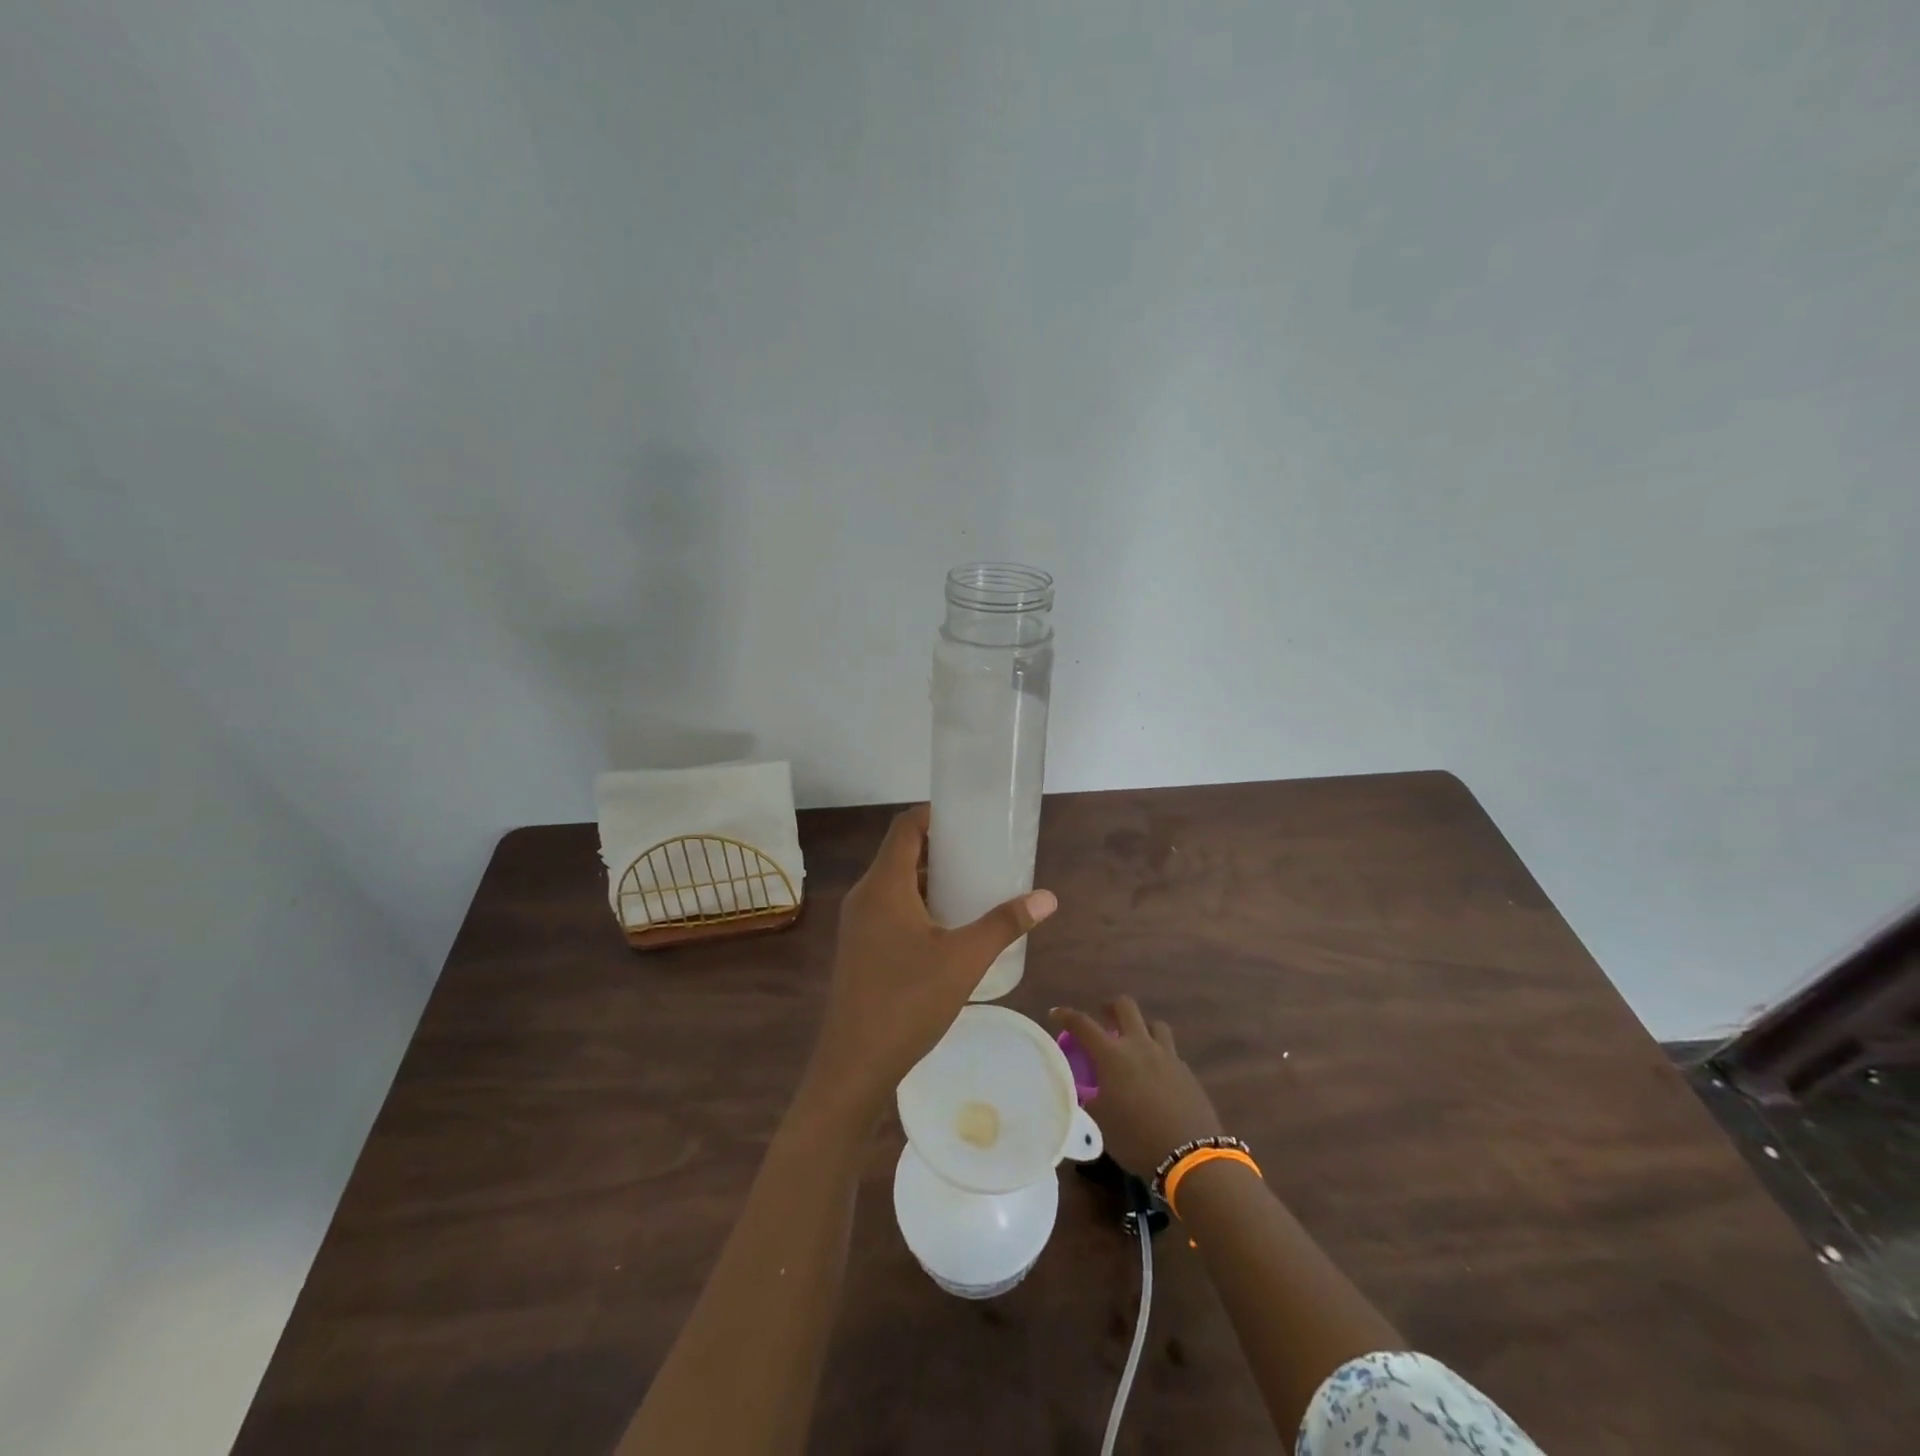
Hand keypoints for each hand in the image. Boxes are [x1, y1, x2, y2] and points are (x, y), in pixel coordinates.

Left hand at [803, 804, 1056, 1124]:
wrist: (854, 1064)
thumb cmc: (908, 1001)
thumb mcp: (964, 959)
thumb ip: (1004, 924)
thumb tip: (1047, 898)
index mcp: (884, 885)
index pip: (905, 827)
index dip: (935, 814)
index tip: (969, 818)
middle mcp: (864, 895)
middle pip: (901, 854)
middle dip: (941, 849)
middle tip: (982, 853)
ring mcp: (857, 923)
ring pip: (895, 884)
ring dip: (930, 880)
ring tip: (972, 887)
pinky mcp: (858, 947)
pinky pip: (889, 908)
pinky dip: (918, 904)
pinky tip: (947, 928)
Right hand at [1049, 997, 1222, 1176]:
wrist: (1190, 1157)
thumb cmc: (1136, 1138)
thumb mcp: (1102, 1123)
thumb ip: (1091, 1100)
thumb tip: (1086, 1093)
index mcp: (1112, 1055)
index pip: (1083, 1024)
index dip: (1066, 1015)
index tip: (1055, 1014)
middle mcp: (1139, 1046)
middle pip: (1125, 1006)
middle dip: (1111, 1008)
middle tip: (1104, 1020)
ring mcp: (1167, 1056)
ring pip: (1154, 1024)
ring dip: (1141, 1028)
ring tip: (1135, 1045)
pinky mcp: (1187, 1072)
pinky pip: (1170, 1052)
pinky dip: (1159, 1056)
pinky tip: (1157, 1076)